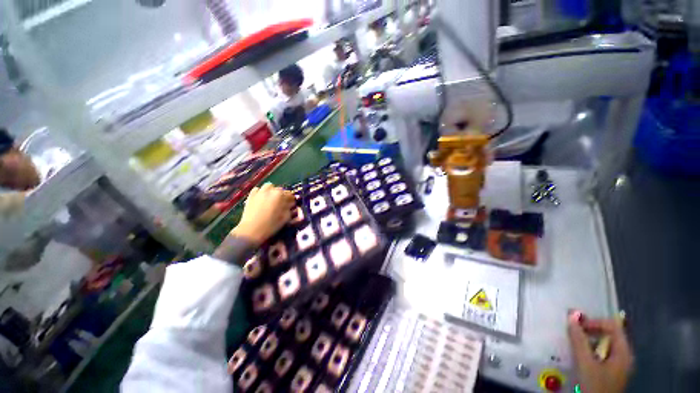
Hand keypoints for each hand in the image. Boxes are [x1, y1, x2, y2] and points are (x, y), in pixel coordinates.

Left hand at [231, 183, 294, 246]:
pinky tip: (261, 199)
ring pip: (269, 187)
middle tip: (282, 204)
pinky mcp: (251, 196)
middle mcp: (270, 190)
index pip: (290, 194)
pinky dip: (260, 192)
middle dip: (282, 196)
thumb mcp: (285, 218)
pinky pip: (257, 189)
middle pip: (280, 190)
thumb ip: (290, 209)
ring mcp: (259, 192)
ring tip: (271, 199)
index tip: (291, 206)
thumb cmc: (271, 225)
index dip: (292, 200)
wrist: (251, 231)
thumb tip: (291, 205)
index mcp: (280, 195)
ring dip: (272, 191)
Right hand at [568, 312, 633, 392]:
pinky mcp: (611, 372)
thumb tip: (572, 316)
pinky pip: (602, 353)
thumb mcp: (585, 363)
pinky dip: (591, 350)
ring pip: (605, 344)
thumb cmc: (595, 385)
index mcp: (624, 352)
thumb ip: (579, 340)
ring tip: (574, 343)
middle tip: (573, 332)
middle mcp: (625, 356)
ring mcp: (619, 365)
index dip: (595, 322)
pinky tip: (581, 356)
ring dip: (589, 340)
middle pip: (610, 334)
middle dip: (591, 330)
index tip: (577, 325)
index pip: (613, 326)